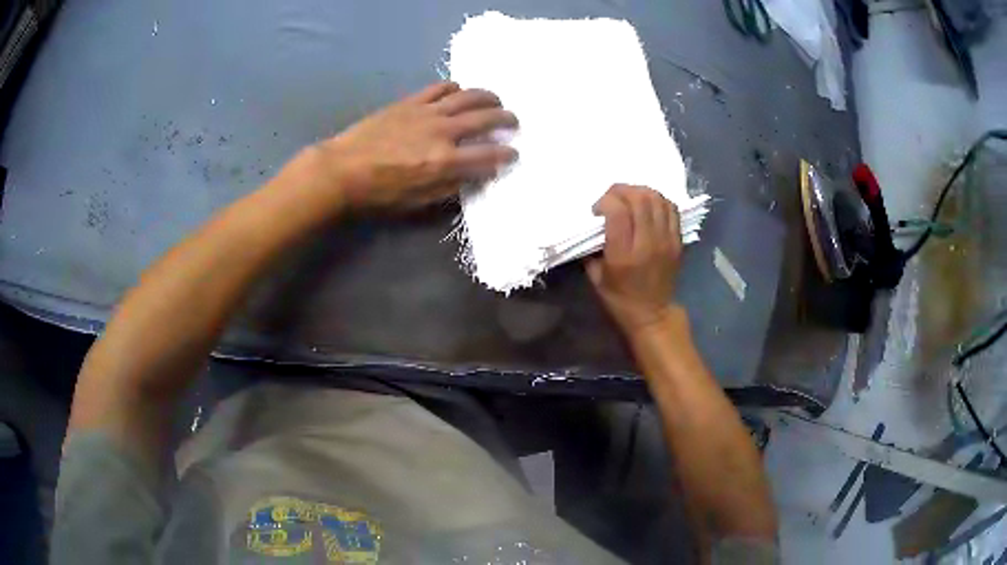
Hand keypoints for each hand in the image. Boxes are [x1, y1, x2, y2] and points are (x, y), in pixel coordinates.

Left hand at [318, 82, 517, 208]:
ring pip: (468, 96)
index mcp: (445, 161)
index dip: (506, 154)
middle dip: (506, 119)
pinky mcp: (410, 102)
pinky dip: (455, 87)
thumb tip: (475, 175)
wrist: (342, 170)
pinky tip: (458, 91)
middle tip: (513, 122)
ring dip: (488, 97)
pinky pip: (440, 87)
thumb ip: (450, 187)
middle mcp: (443, 132)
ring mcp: (427, 112)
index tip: (514, 153)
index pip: (489, 155)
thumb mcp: (417, 202)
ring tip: (495, 101)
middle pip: (485, 118)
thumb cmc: (379, 193)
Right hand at [586, 184, 682, 335]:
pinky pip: (671, 209)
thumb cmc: (620, 299)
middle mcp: (647, 244)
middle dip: (621, 191)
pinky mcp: (677, 241)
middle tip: (612, 198)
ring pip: (657, 199)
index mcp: (624, 255)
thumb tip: (592, 224)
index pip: (618, 211)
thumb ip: (592, 249)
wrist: (653, 315)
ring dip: (640, 192)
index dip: (606, 201)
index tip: (597, 210)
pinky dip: (658, 200)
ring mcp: (666, 241)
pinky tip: (648, 205)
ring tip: (629, 198)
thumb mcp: (596, 277)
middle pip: (639, 199)